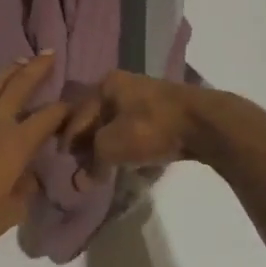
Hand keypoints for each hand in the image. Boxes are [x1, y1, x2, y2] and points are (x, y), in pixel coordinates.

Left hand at [0, 55, 69, 255]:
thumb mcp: (11, 213)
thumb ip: (25, 191)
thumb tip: (30, 177)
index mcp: (16, 145)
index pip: (47, 118)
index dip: (63, 109)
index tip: (72, 104)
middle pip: (19, 88)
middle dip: (36, 69)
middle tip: (48, 54)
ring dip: (5, 72)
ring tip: (18, 61)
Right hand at [60, 70, 211, 181]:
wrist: (203, 123)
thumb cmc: (149, 128)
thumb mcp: (111, 146)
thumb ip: (93, 162)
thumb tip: (81, 182)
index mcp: (106, 84)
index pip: (77, 113)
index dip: (67, 138)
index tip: (62, 159)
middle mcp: (124, 84)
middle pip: (97, 117)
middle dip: (88, 141)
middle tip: (82, 164)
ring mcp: (147, 96)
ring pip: (118, 123)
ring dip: (110, 145)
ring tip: (105, 166)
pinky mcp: (166, 111)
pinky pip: (138, 130)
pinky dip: (130, 145)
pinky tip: (130, 161)